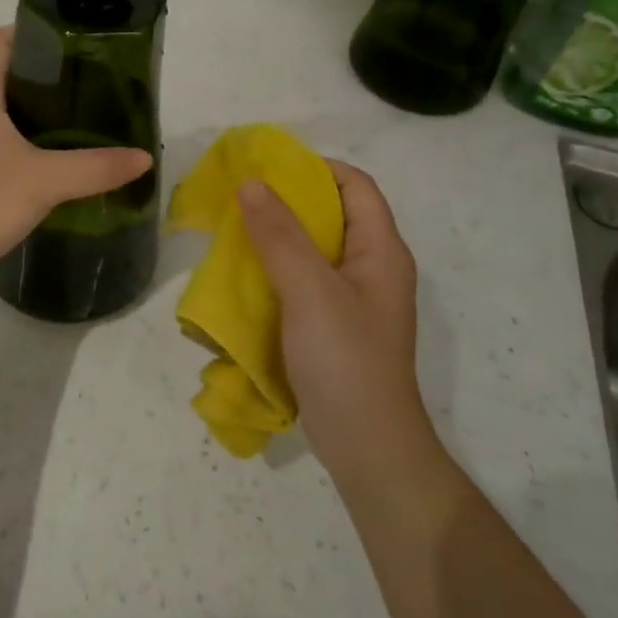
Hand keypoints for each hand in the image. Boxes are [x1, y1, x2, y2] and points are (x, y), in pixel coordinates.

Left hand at [0, 27, 152, 274]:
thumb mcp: (46, 182)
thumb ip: (96, 167)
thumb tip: (143, 158)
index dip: (29, 33)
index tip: (69, 44)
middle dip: (38, 73)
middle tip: (82, 83)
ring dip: (25, 107)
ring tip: (70, 117)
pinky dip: (13, 136)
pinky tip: (42, 159)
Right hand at [238, 160, 439, 489]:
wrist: (367, 448)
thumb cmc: (345, 360)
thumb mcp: (310, 290)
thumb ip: (280, 234)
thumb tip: (251, 182)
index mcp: (381, 250)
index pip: (355, 185)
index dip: (315, 168)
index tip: (268, 169)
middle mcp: (372, 268)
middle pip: (333, 215)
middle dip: (287, 203)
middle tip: (241, 201)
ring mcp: (354, 301)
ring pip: (314, 250)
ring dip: (277, 239)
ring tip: (236, 236)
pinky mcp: (334, 327)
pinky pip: (304, 284)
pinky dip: (277, 273)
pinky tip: (246, 281)